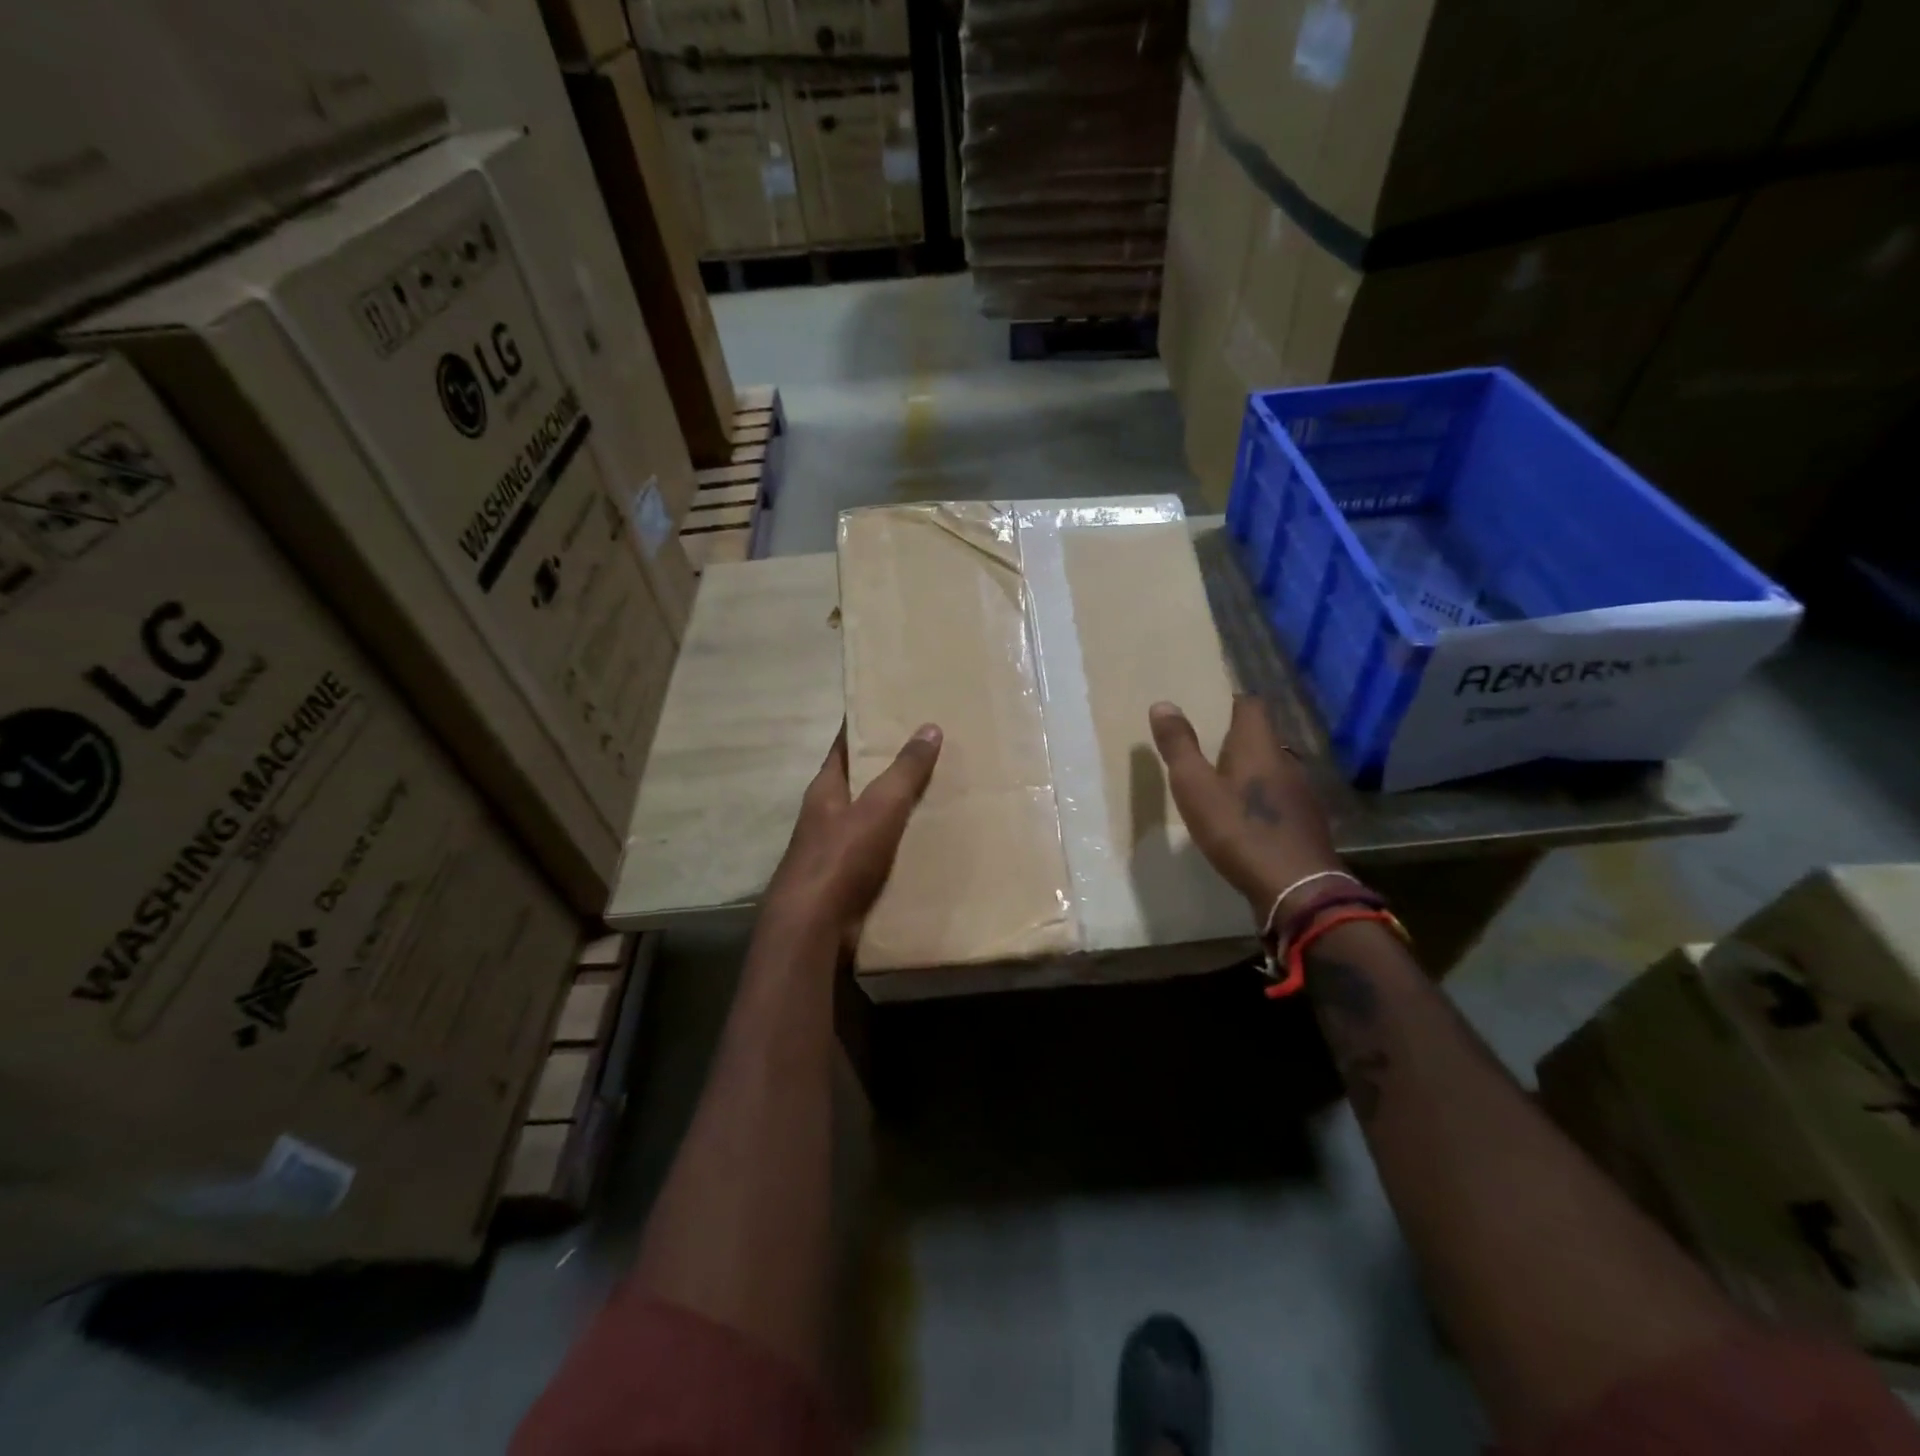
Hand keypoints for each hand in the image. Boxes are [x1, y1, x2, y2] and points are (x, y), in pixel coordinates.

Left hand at [763, 722, 942, 948]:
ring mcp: (835, 851)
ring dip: (898, 810)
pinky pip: (880, 854)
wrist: (815, 929)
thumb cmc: (841, 858)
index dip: (863, 726)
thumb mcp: (879, 807)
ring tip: (939, 795)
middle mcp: (826, 816)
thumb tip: (929, 727)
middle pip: (859, 782)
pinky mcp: (848, 882)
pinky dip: (901, 847)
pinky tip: (929, 846)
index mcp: (826, 790)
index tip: (890, 709)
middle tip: (931, 751)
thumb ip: (904, 770)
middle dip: (889, 768)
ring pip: (871, 819)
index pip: (843, 746)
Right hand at [1149, 695, 1341, 917]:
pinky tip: (1246, 819)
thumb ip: (1179, 747)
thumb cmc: (1239, 830)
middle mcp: (1286, 761)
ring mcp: (1302, 793)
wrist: (1296, 888)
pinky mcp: (1307, 822)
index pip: (1251, 705)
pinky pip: (1281, 798)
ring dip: (1251, 772)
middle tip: (1206, 751)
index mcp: (1259, 746)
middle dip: (1236, 740)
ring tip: (1222, 786)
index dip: (1230, 703)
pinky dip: (1263, 799)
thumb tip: (1163, 704)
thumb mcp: (1195, 788)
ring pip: (1273, 769)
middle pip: (1262, 737)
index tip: (1207, 711)